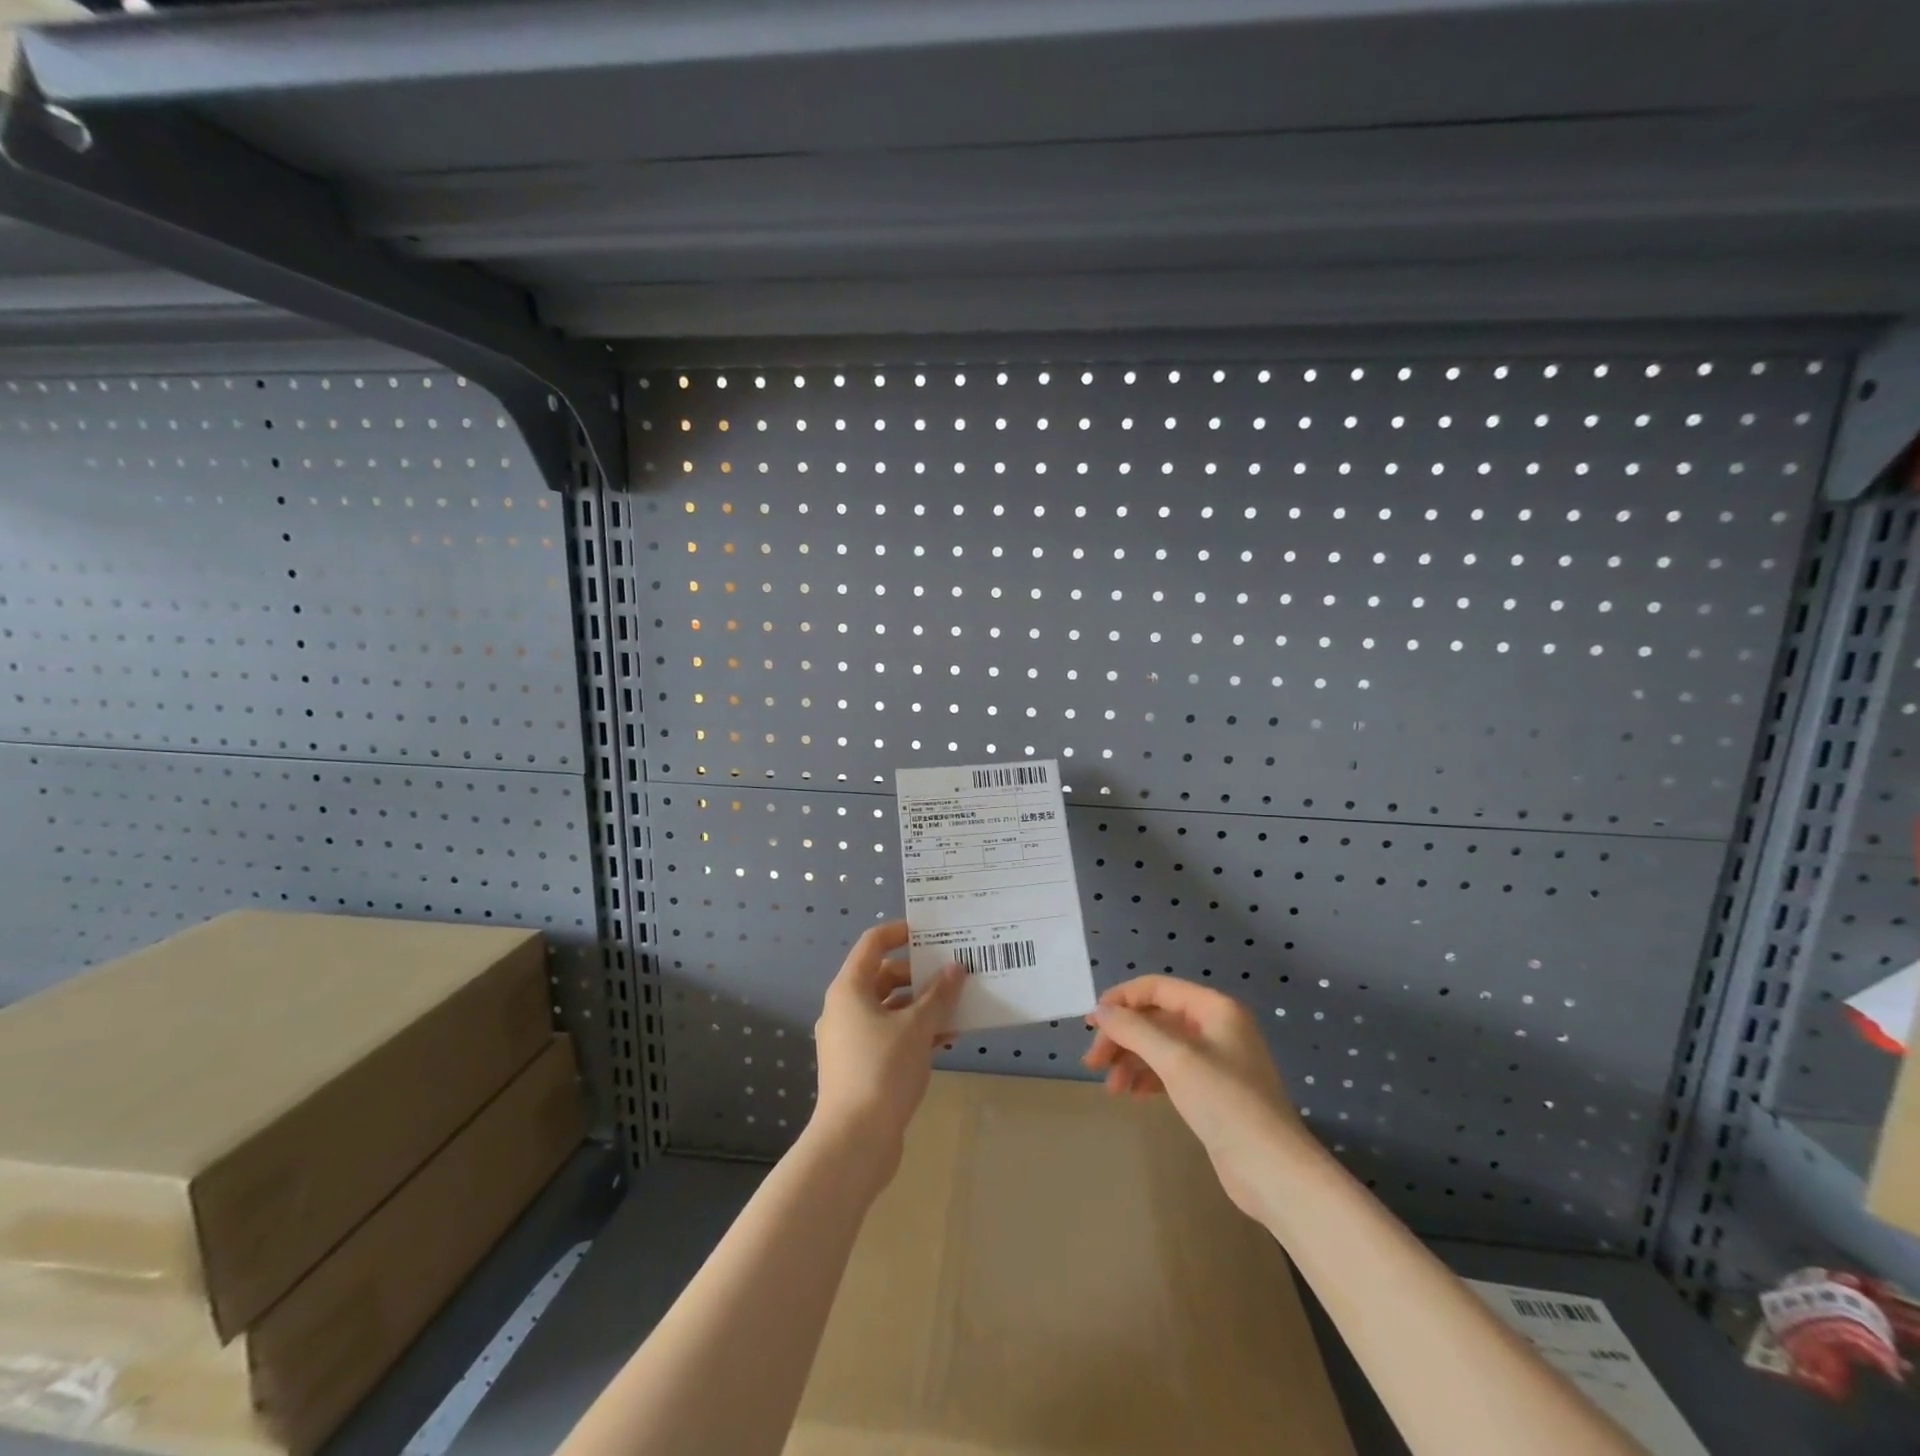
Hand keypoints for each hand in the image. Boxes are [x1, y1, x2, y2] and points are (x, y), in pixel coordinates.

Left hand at [810, 920, 963, 1183]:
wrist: (854, 1141)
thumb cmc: (882, 1070)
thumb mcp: (917, 1027)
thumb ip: (938, 995)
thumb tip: (955, 969)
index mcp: (849, 989)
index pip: (872, 944)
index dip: (899, 932)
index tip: (930, 933)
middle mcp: (844, 1008)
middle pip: (883, 976)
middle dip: (919, 973)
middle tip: (954, 972)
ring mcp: (849, 1039)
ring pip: (889, 1008)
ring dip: (921, 1005)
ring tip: (957, 1006)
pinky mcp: (859, 1065)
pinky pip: (889, 1035)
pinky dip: (914, 1032)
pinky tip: (945, 1039)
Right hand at [1083, 975, 1304, 1219]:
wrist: (1274, 1172)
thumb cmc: (1226, 1103)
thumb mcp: (1175, 1060)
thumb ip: (1134, 1030)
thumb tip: (1100, 1010)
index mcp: (1214, 1008)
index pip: (1157, 988)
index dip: (1121, 1000)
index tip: (1091, 1023)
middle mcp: (1216, 1027)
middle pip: (1156, 1018)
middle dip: (1122, 1036)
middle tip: (1093, 1062)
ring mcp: (1216, 1060)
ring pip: (1160, 1046)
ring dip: (1131, 1059)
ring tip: (1111, 1087)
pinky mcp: (1212, 1091)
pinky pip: (1170, 1070)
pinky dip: (1148, 1077)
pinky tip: (1133, 1093)